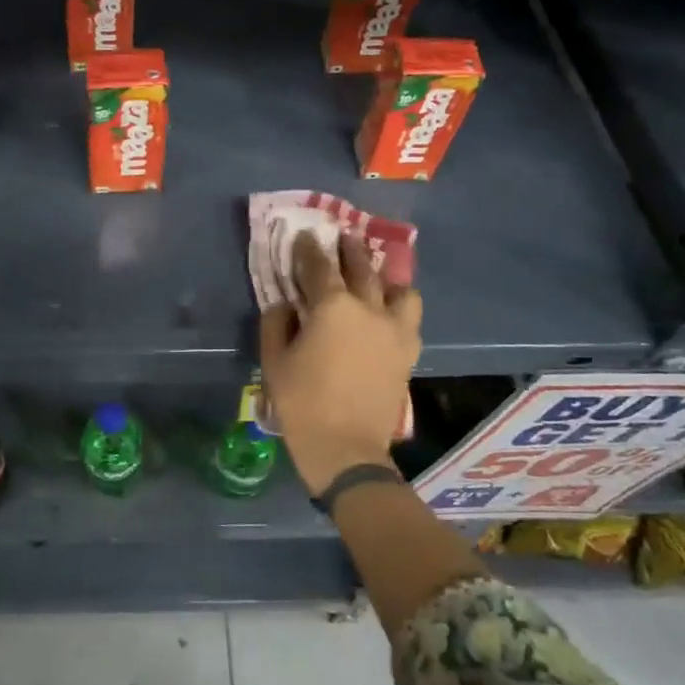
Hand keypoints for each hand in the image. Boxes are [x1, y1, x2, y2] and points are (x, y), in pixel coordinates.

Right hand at [259, 232, 420, 495]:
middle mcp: (368, 309)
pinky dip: (399, 307)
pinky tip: (388, 312)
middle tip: (342, 236)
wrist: (346, 447)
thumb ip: (277, 323)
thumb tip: (286, 304)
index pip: (318, 266)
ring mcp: (394, 330)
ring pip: (399, 289)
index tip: (303, 237)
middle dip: (349, 249)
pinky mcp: (408, 352)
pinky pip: (410, 317)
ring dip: (385, 276)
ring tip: (377, 276)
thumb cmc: (301, 402)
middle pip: (361, 267)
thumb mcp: (274, 360)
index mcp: (332, 307)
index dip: (308, 249)